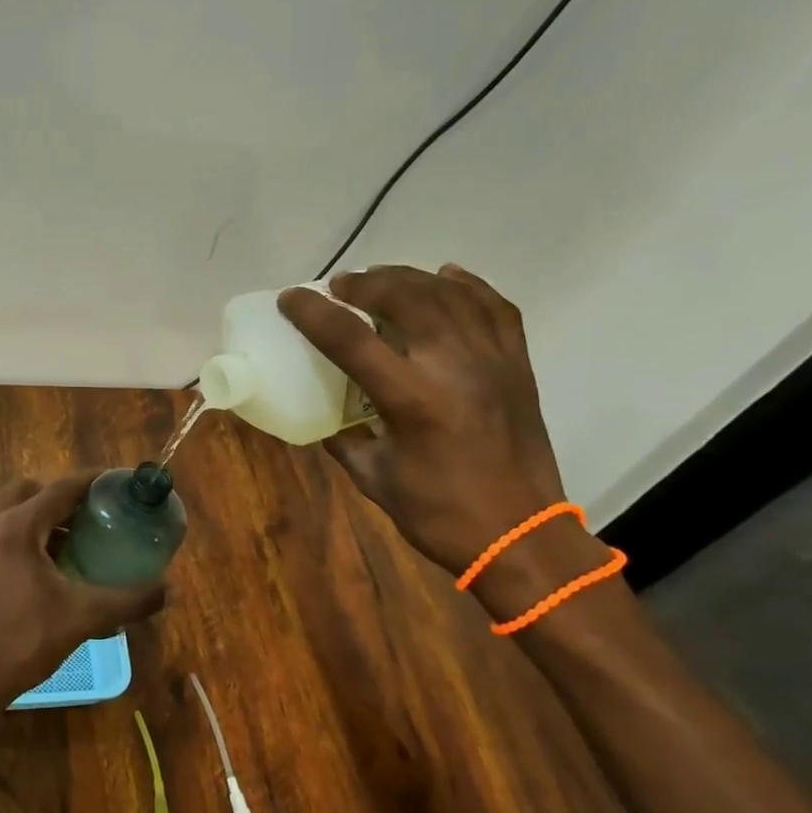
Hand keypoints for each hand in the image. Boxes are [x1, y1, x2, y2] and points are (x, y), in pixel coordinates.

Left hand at [0, 473, 166, 711]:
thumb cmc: (24, 642)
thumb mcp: (83, 618)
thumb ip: (129, 599)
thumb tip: (170, 590)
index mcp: (15, 527)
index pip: (60, 489)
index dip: (92, 482)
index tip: (118, 482)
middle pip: (29, 490)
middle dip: (61, 496)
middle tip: (92, 514)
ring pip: (8, 508)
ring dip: (39, 514)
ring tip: (72, 538)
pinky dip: (21, 532)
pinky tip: (44, 563)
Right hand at [278, 265, 568, 577]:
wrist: (521, 536)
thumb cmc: (439, 514)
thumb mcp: (374, 478)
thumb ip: (344, 439)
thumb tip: (324, 415)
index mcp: (412, 399)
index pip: (351, 339)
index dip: (314, 312)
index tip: (291, 296)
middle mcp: (454, 367)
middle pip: (406, 298)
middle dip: (365, 284)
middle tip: (340, 286)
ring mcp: (492, 361)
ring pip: (449, 294)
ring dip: (409, 278)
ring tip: (381, 278)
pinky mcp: (516, 366)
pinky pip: (495, 308)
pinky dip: (467, 286)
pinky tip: (445, 277)